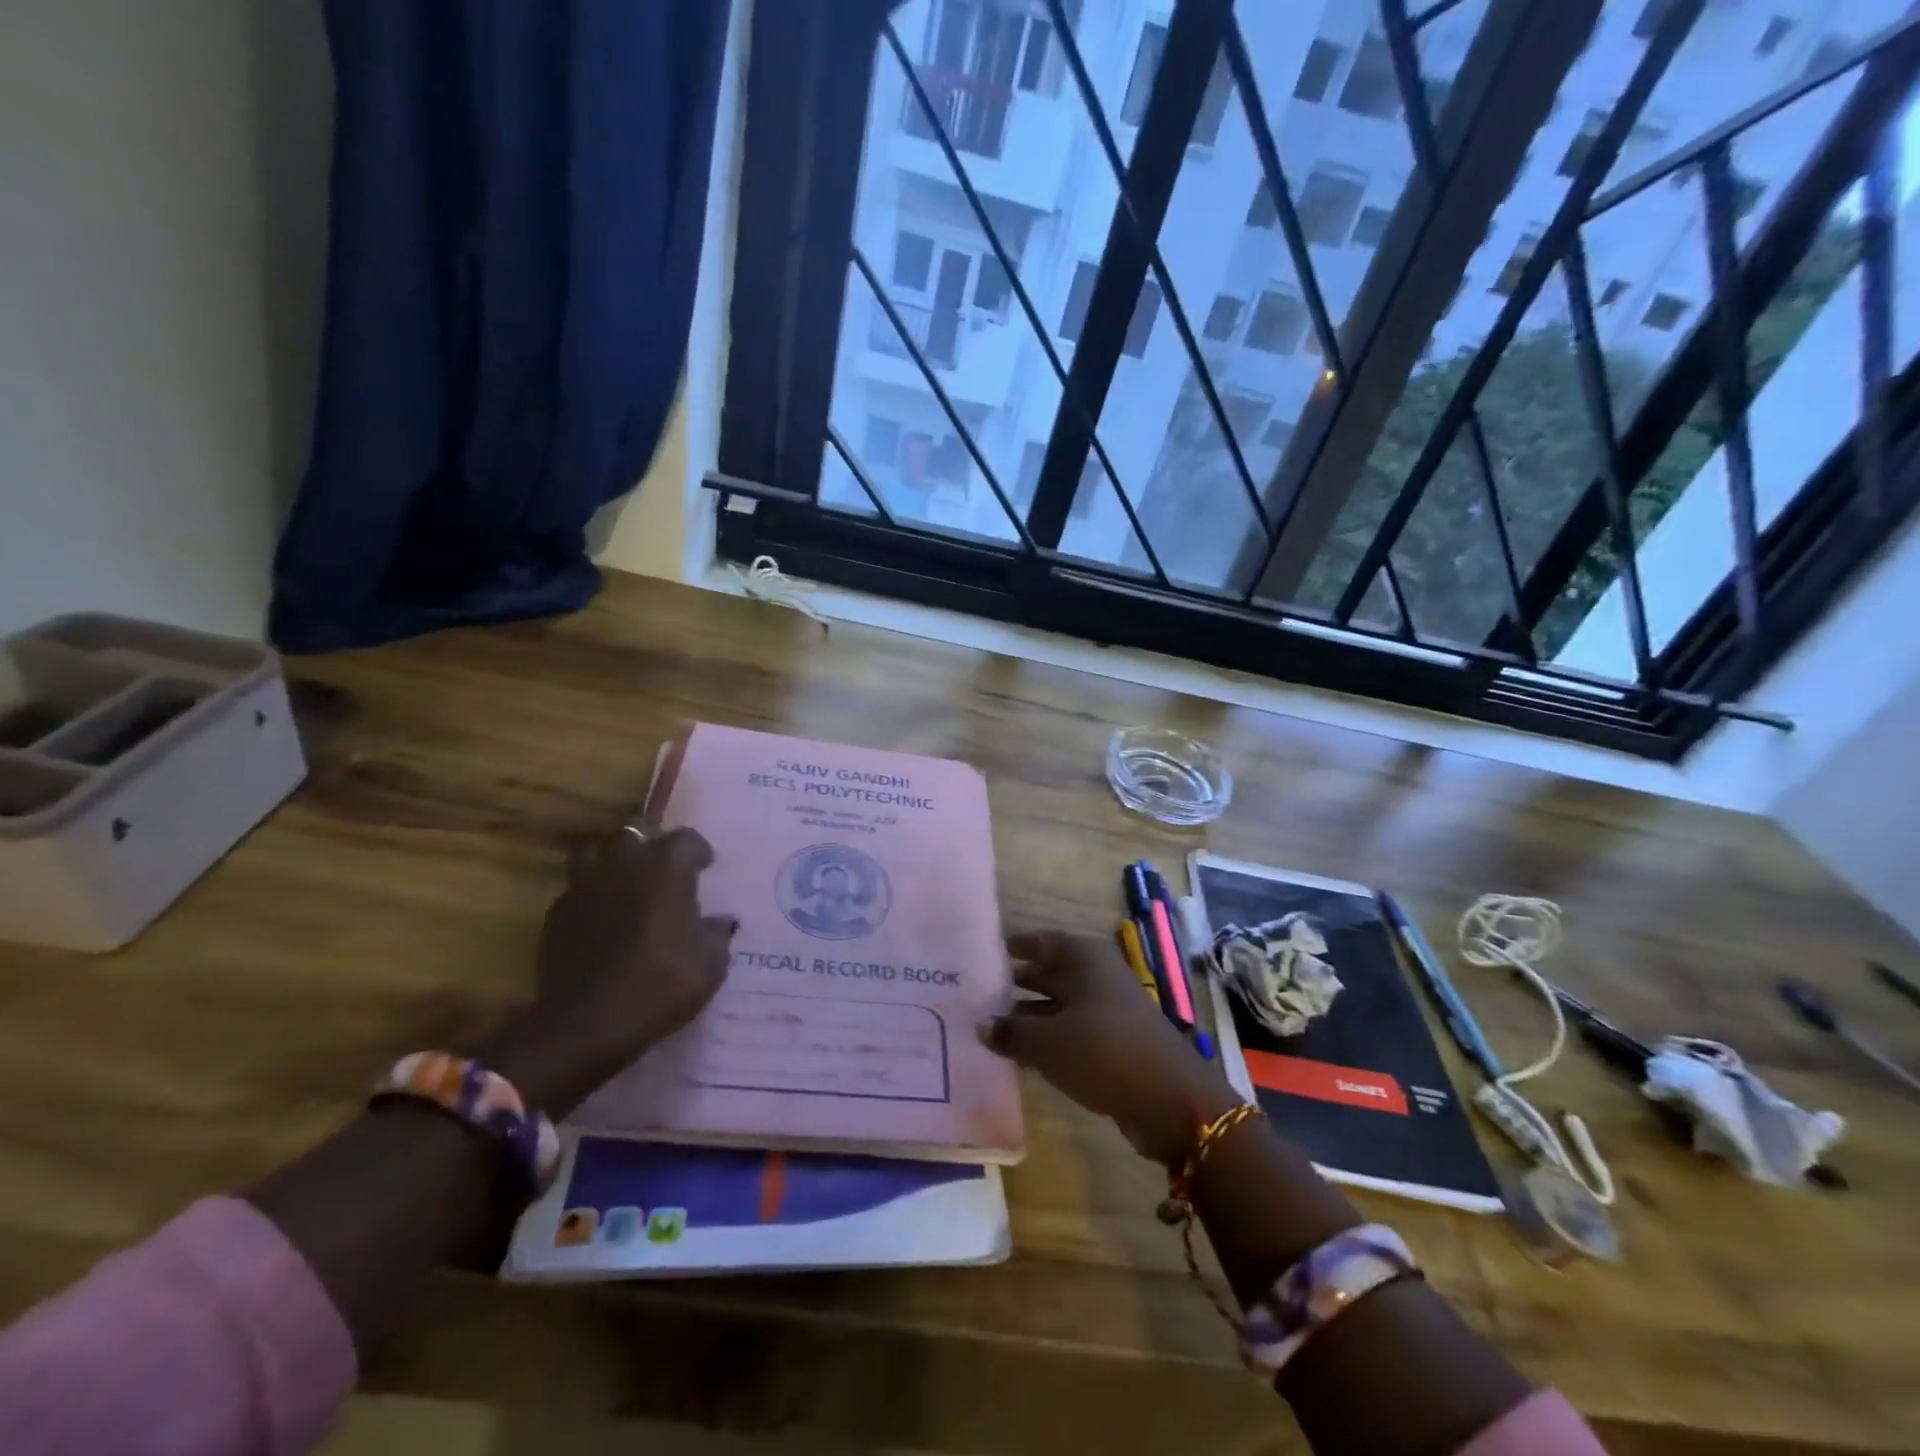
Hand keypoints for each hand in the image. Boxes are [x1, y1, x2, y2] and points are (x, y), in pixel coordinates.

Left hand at [491, 823, 735, 1114]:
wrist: (588, 1024)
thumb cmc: (661, 984)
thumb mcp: (710, 963)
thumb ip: (716, 932)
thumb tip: (719, 921)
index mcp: (667, 866)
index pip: (687, 838)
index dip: (698, 852)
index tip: (705, 869)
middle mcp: (625, 862)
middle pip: (638, 829)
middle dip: (653, 841)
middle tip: (665, 867)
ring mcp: (585, 884)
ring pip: (598, 850)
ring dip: (614, 859)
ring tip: (627, 881)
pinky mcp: (558, 911)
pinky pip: (578, 887)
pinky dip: (592, 893)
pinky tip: (602, 916)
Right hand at [982, 931, 1237, 1165]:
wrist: (1170, 1100)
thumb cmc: (1103, 1051)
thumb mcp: (1048, 1042)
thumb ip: (1011, 1032)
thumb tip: (981, 1025)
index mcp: (1084, 958)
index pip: (1040, 941)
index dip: (1014, 947)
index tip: (983, 955)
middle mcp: (1097, 975)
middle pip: (1049, 971)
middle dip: (1017, 982)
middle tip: (978, 992)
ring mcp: (1108, 1008)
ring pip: (1060, 1003)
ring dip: (1030, 1014)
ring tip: (991, 1025)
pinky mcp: (1114, 1040)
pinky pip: (1072, 1030)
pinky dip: (1049, 1037)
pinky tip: (1022, 1054)